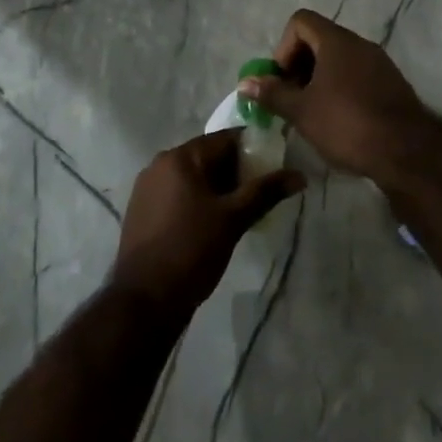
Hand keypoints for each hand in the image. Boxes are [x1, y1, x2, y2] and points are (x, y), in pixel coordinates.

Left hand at [110, 131, 303, 315]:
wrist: (144, 301)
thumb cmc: (191, 251)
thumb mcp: (233, 219)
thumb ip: (265, 192)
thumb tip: (299, 176)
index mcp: (180, 157)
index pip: (225, 139)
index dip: (253, 150)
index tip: (274, 167)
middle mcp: (160, 163)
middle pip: (208, 156)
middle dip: (236, 172)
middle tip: (260, 194)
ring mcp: (147, 187)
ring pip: (194, 177)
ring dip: (218, 188)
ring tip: (240, 211)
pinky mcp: (142, 210)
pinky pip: (178, 193)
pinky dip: (198, 200)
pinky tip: (213, 223)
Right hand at [239, 10, 431, 179]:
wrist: (407, 151)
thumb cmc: (347, 124)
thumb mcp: (302, 111)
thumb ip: (272, 93)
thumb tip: (245, 82)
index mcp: (337, 41)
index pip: (300, 21)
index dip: (284, 47)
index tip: (283, 80)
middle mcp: (359, 44)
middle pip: (319, 39)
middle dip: (299, 66)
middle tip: (292, 100)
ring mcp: (379, 63)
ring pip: (339, 60)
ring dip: (319, 80)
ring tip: (312, 114)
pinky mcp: (391, 84)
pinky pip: (357, 75)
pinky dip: (341, 89)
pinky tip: (338, 121)